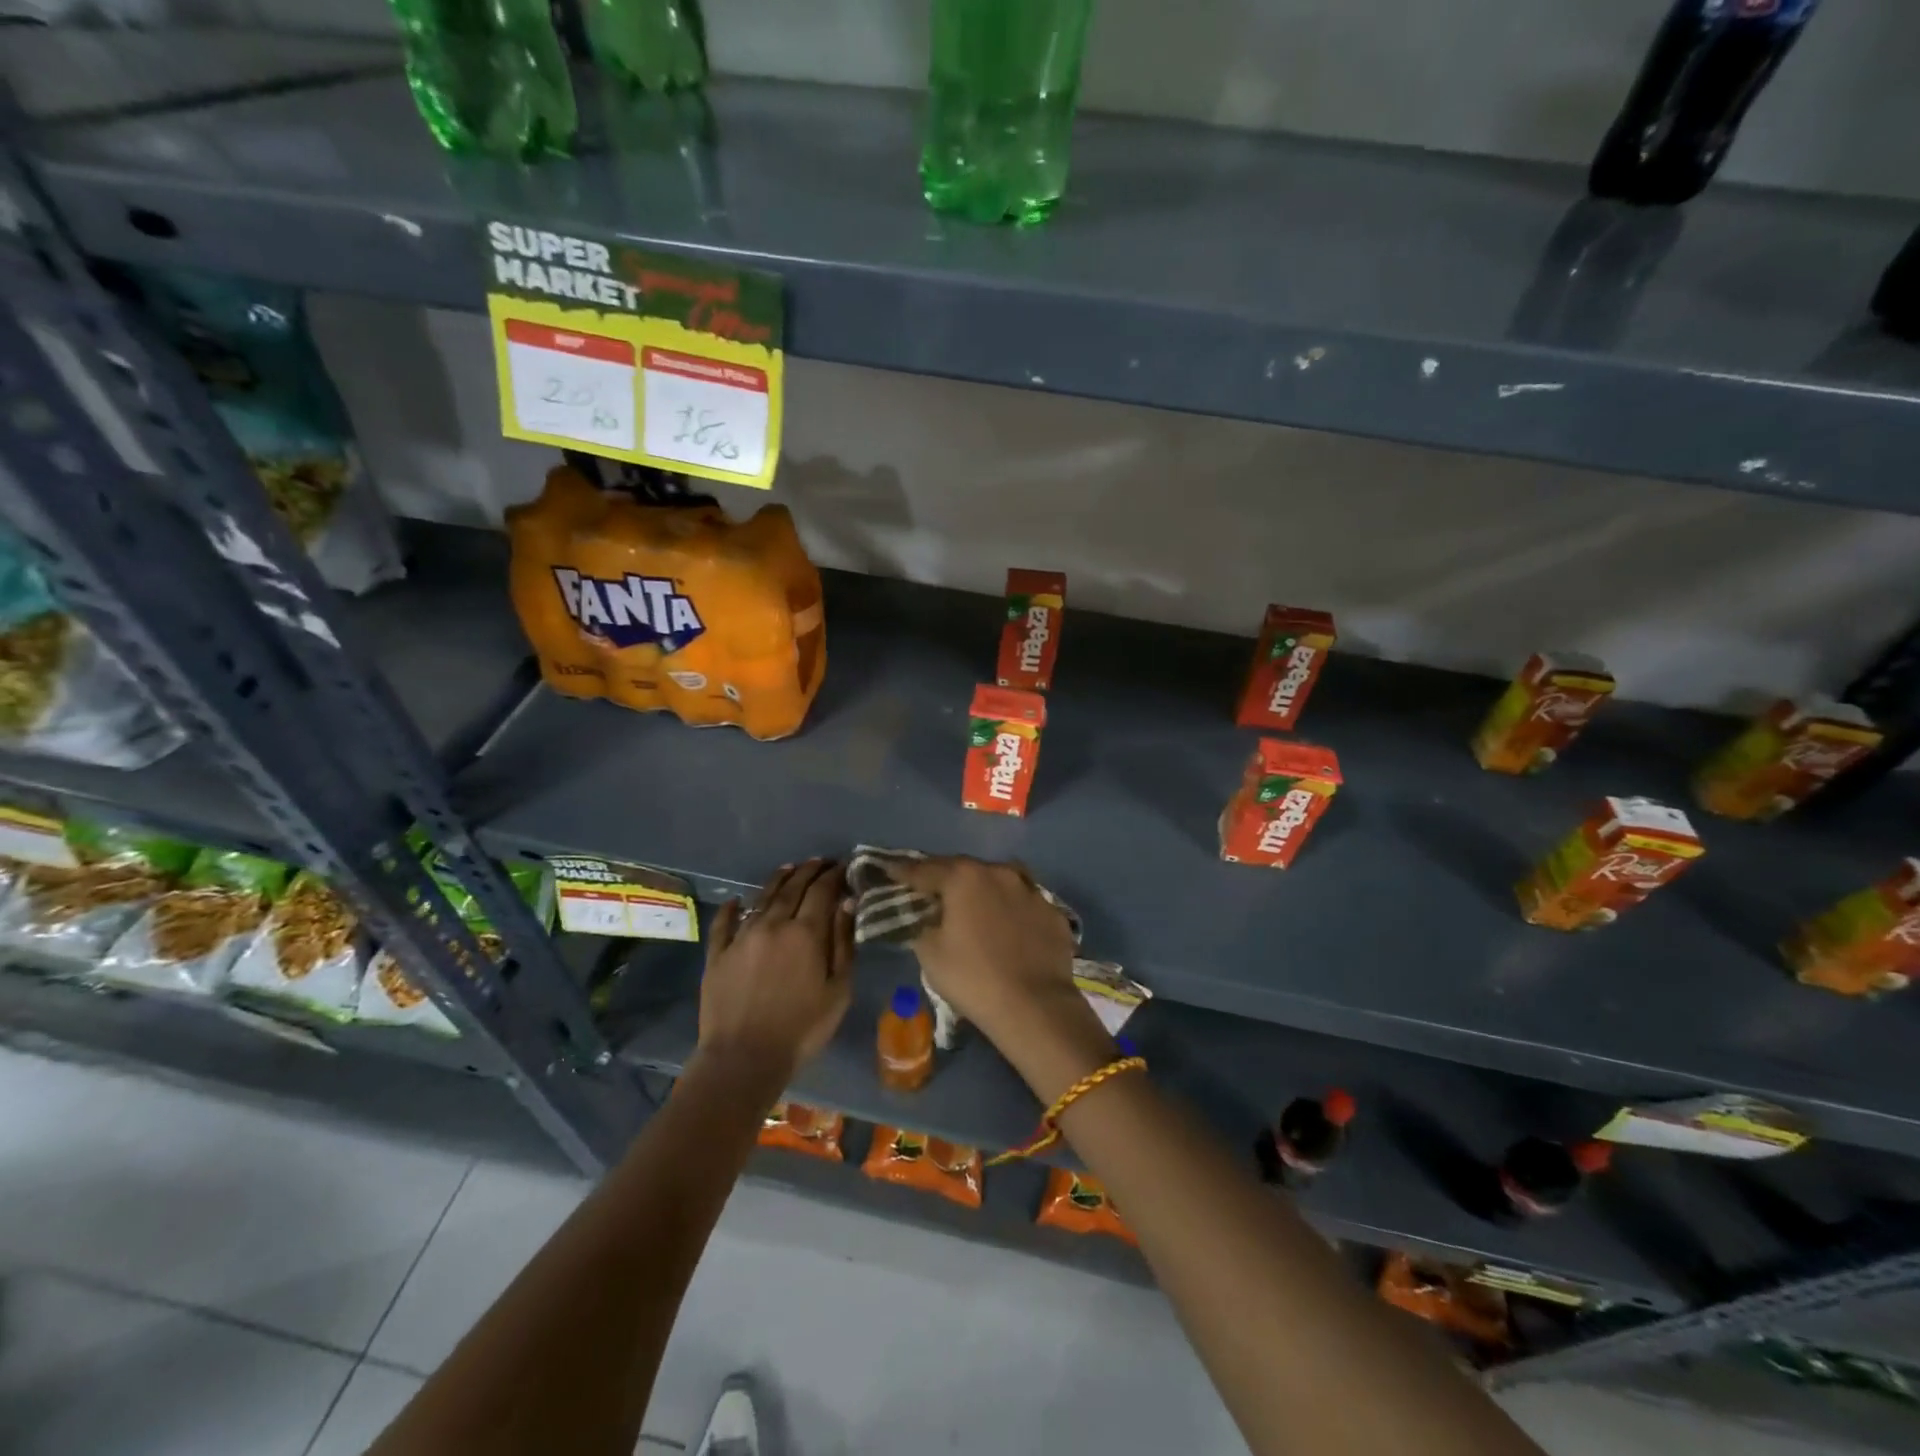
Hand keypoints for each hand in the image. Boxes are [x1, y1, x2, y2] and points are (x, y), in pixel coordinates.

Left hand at [697, 859, 852, 1083]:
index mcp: (806, 932)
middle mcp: (773, 924)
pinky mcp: (717, 954)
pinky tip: (736, 901)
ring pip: (762, 898)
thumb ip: (843, 943)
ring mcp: (742, 937)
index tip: (843, 865)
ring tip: (789, 869)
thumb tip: (846, 903)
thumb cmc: (802, 1029)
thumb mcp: (838, 990)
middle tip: (820, 861)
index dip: (834, 875)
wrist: (744, 1059)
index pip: (822, 891)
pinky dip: (732, 908)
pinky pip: (724, 923)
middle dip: (809, 871)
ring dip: (778, 880)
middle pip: (792, 887)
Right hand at [890, 856, 1106, 1085]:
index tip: (890, 871)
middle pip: (964, 869)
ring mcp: (1032, 891)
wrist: (1035, 1007)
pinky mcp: (1054, 913)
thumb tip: (927, 918)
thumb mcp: (930, 954)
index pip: (925, 869)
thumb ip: (923, 925)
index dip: (904, 872)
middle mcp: (999, 873)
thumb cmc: (973, 978)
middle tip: (932, 890)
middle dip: (946, 878)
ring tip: (974, 905)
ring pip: (1000, 882)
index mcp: (964, 878)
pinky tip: (1009, 929)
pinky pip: (1025, 905)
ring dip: (984, 889)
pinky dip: (1012, 911)